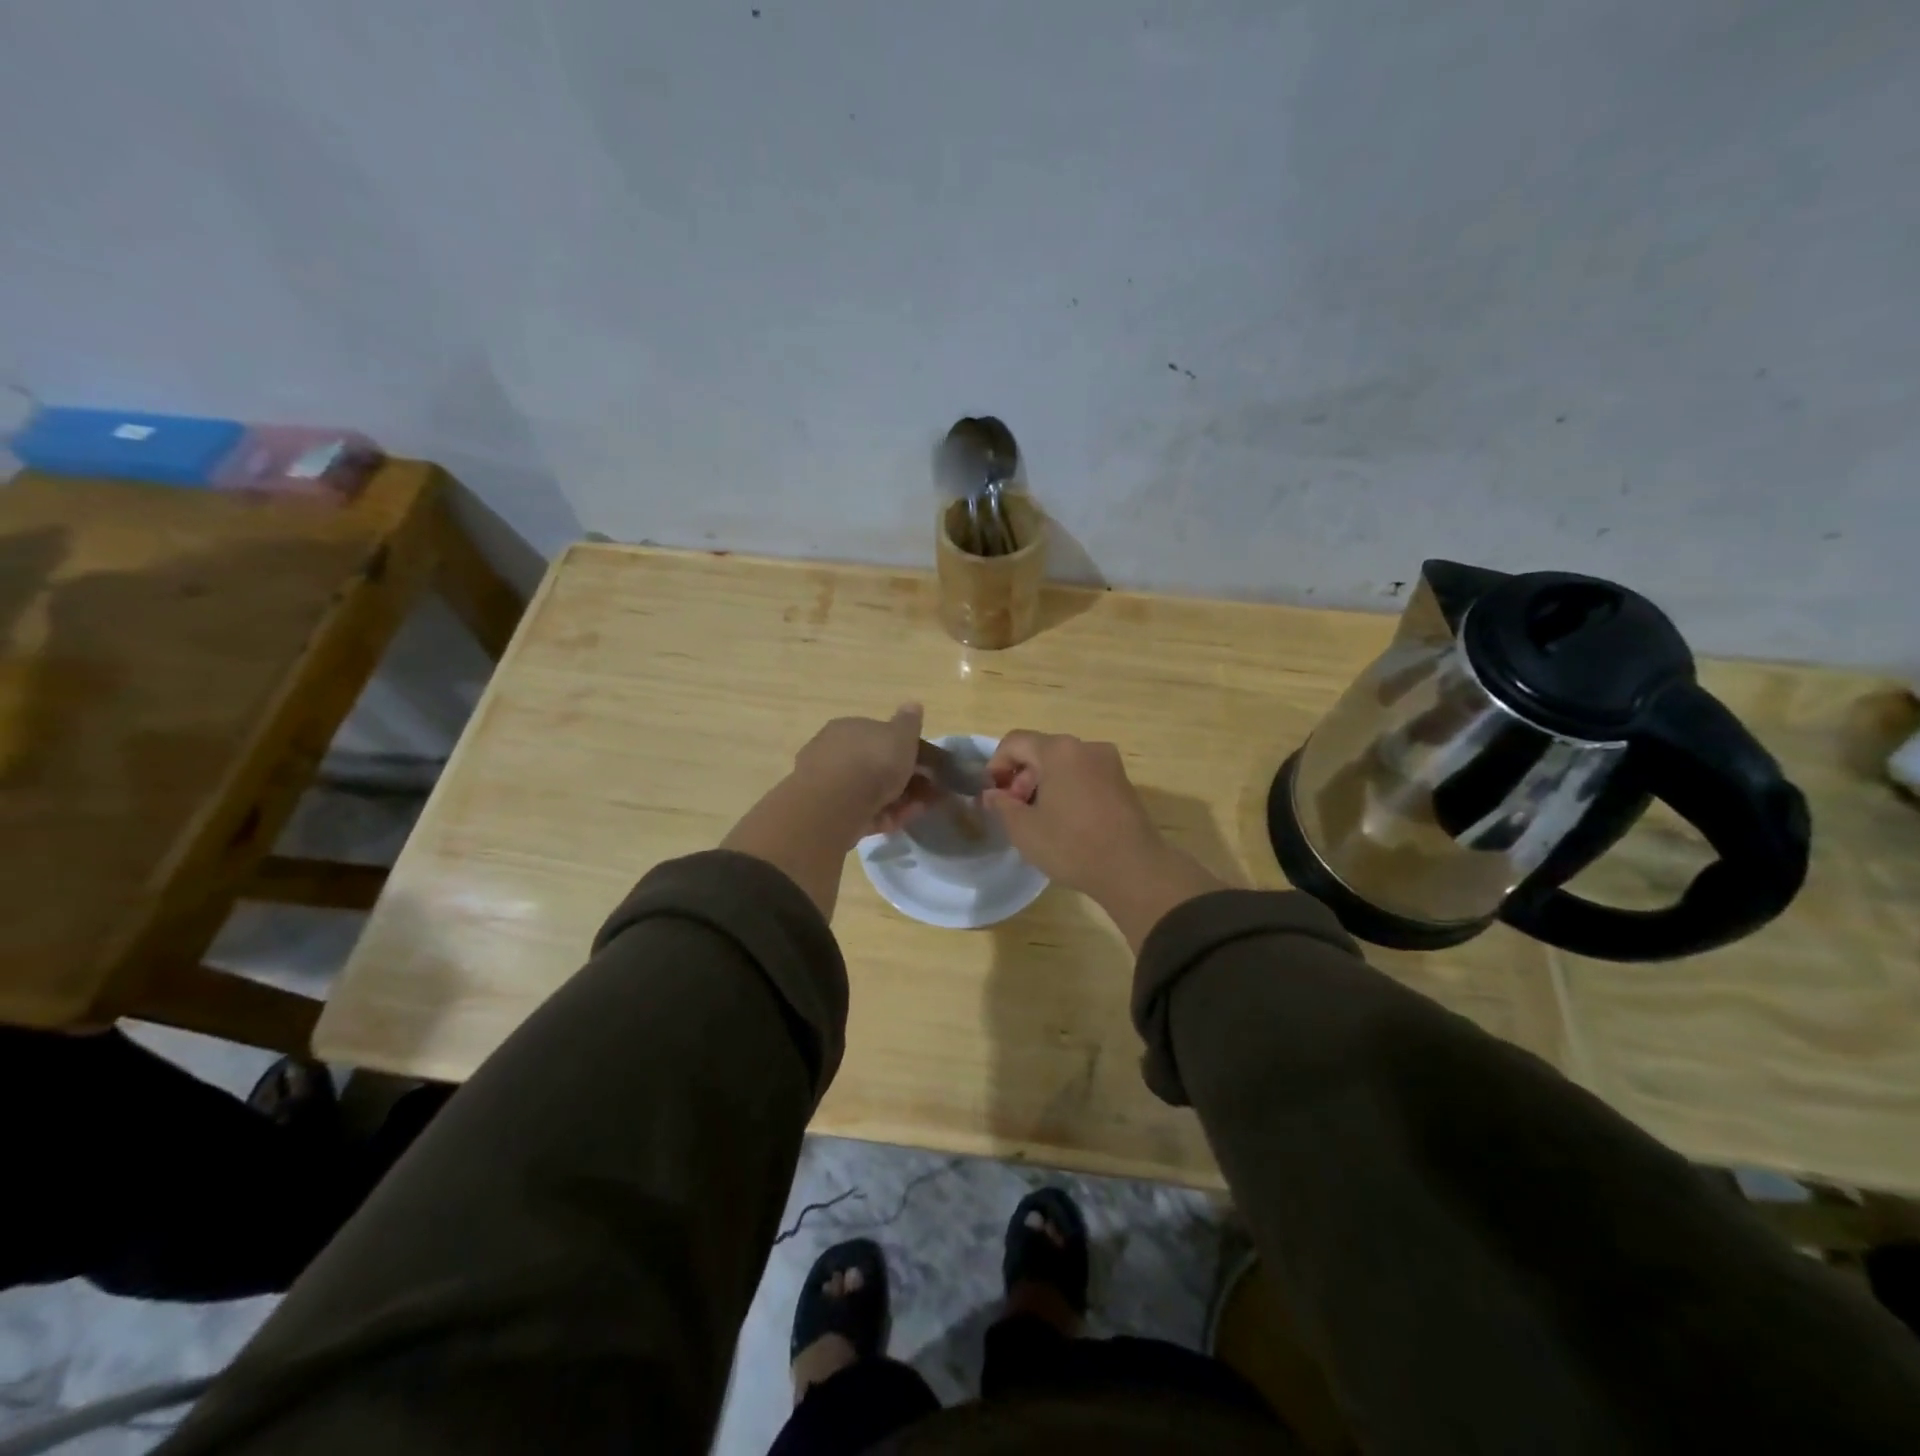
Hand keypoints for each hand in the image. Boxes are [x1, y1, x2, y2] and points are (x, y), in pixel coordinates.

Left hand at [794, 704, 941, 836]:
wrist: (836, 803)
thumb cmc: (873, 760)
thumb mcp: (900, 735)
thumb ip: (909, 722)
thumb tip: (913, 704)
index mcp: (849, 728)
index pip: (880, 735)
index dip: (906, 749)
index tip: (928, 765)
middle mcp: (834, 752)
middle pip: (876, 765)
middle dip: (905, 778)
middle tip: (930, 791)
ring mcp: (830, 784)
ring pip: (872, 791)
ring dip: (899, 799)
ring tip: (921, 809)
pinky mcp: (830, 813)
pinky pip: (863, 811)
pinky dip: (884, 816)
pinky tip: (900, 822)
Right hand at [981, 731, 1163, 894]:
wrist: (1134, 870)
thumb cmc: (1072, 845)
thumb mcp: (1024, 829)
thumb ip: (1001, 805)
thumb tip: (991, 794)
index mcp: (1059, 751)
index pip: (1015, 742)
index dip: (996, 764)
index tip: (992, 794)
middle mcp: (1086, 747)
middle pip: (1041, 750)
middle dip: (1021, 776)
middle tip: (1014, 810)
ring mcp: (1109, 763)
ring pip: (1064, 764)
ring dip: (1044, 783)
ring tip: (1038, 817)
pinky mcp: (1123, 782)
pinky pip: (1084, 775)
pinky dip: (1067, 788)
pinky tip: (1065, 820)